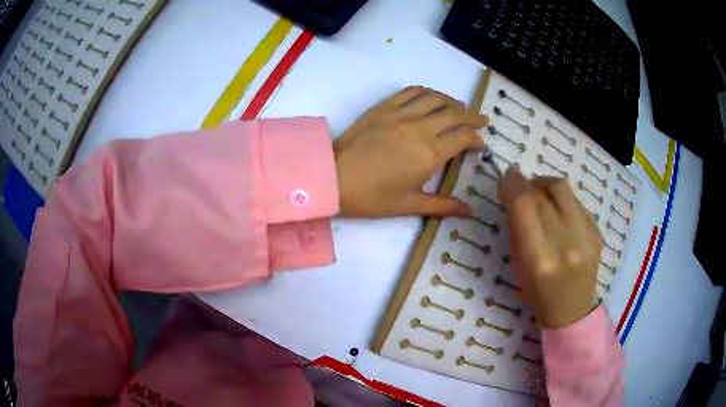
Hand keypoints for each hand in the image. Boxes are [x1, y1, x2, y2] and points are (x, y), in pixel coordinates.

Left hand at [334, 87, 488, 217]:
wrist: (333, 178)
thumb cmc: (372, 197)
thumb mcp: (410, 205)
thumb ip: (444, 205)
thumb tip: (471, 211)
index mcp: (430, 154)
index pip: (463, 138)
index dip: (476, 139)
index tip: (480, 143)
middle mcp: (420, 128)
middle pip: (455, 113)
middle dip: (473, 116)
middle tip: (482, 120)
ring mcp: (401, 113)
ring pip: (436, 98)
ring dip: (453, 101)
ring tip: (460, 107)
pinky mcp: (384, 106)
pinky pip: (411, 91)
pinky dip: (427, 91)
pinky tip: (431, 97)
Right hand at [498, 167, 602, 328]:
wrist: (572, 311)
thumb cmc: (538, 295)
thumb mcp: (518, 267)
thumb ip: (517, 230)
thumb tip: (513, 196)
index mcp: (539, 258)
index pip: (524, 205)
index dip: (512, 184)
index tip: (506, 177)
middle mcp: (565, 242)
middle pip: (543, 192)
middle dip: (527, 183)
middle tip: (520, 187)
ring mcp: (586, 236)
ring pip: (563, 189)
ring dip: (545, 184)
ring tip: (539, 192)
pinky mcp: (597, 232)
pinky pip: (576, 202)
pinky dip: (562, 200)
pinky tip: (559, 213)